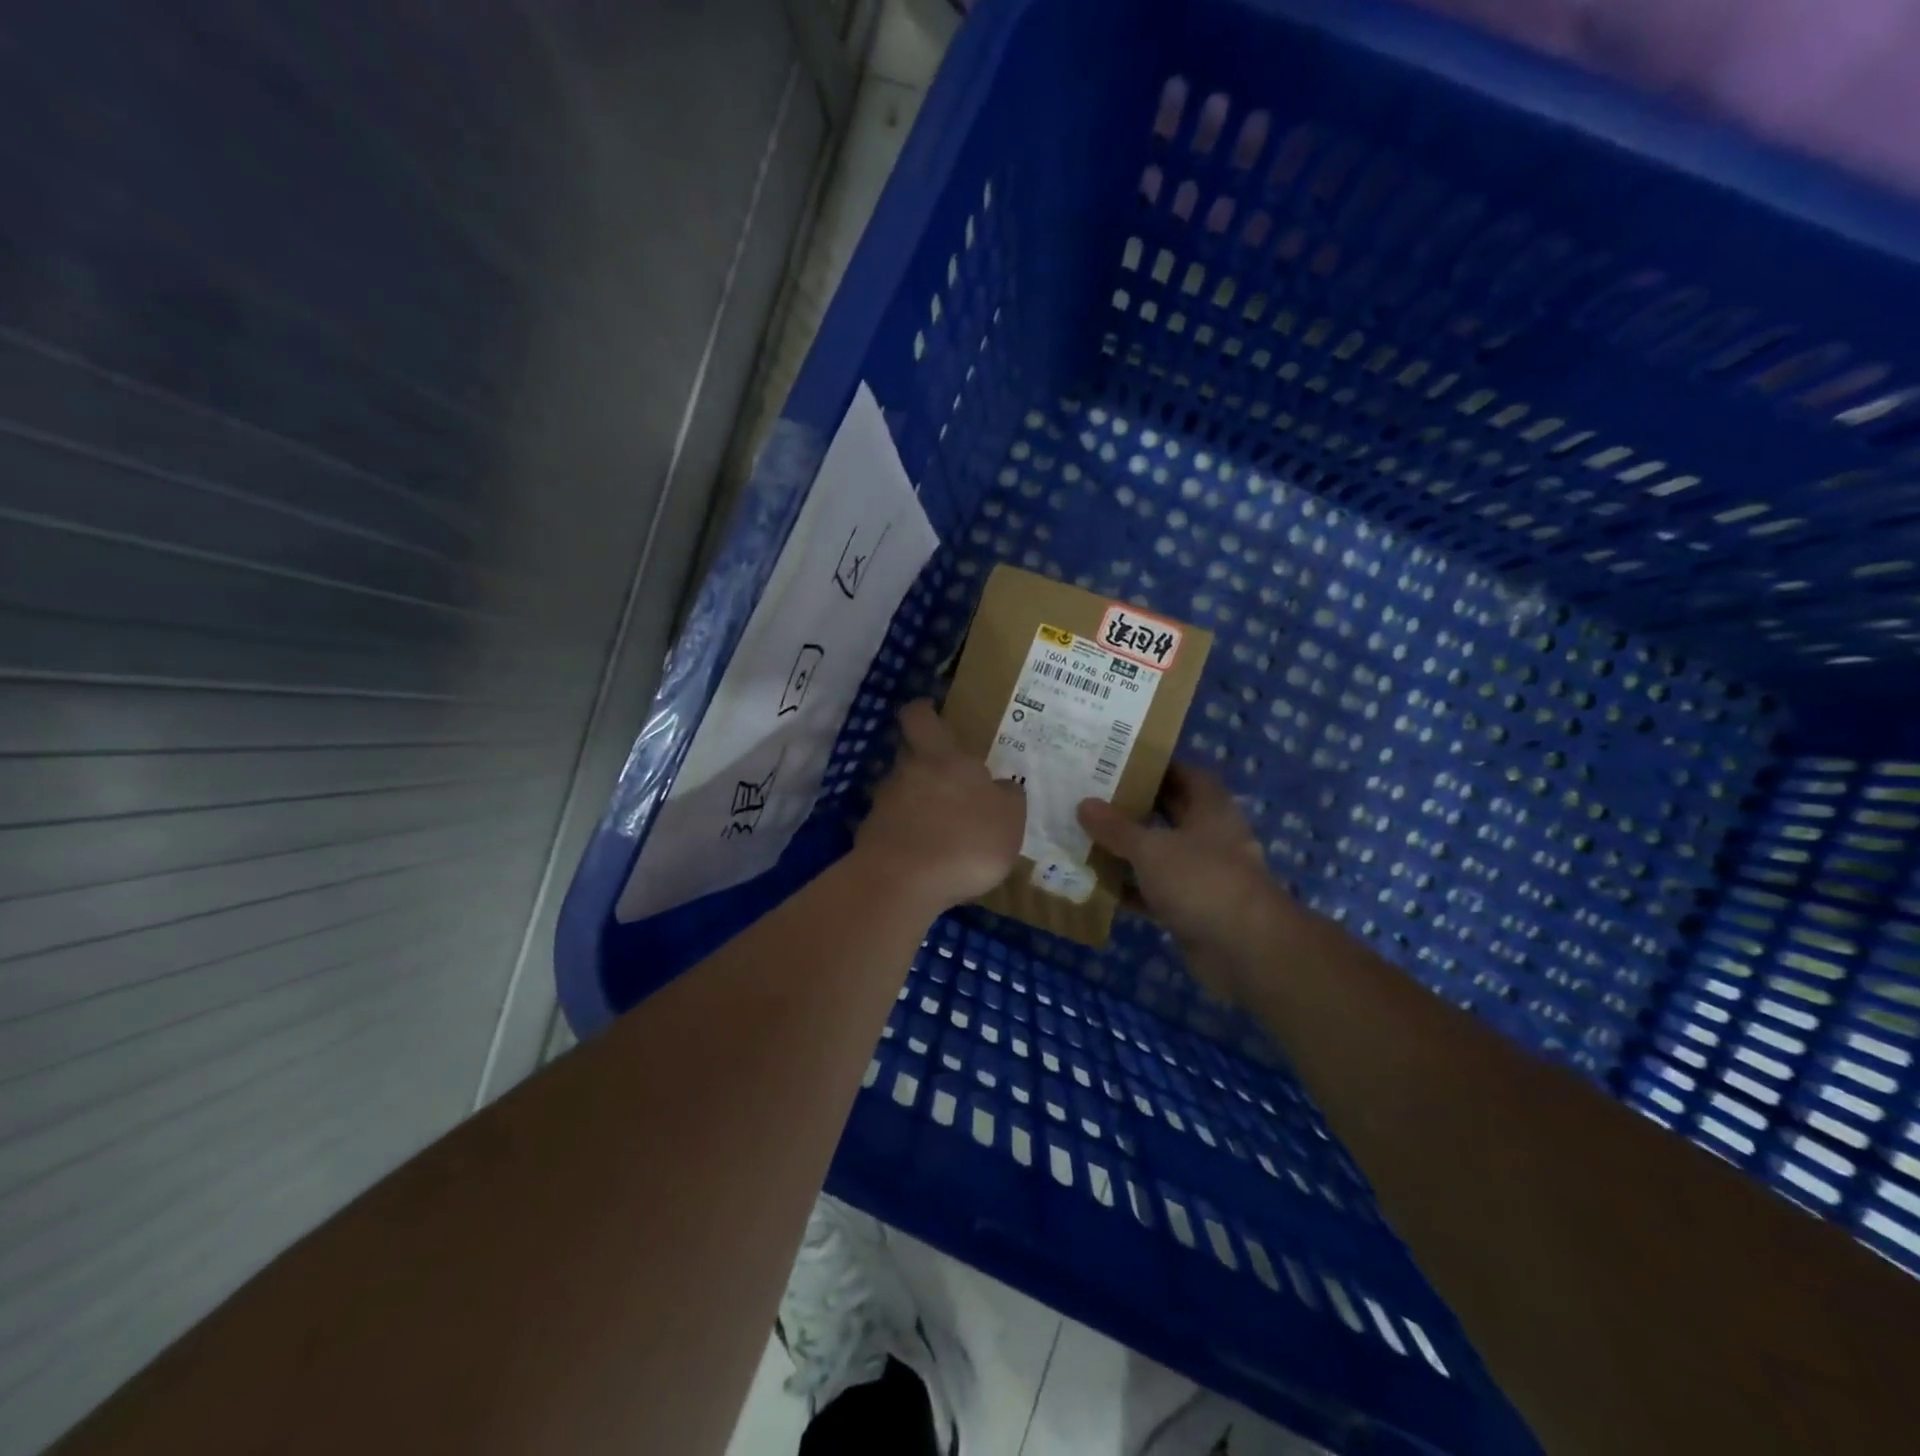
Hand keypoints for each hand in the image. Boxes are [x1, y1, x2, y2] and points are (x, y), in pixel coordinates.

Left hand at [856, 699, 1024, 911]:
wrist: (903, 882)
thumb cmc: (965, 841)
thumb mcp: (1009, 819)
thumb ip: (1007, 797)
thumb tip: (1000, 787)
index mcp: (942, 757)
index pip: (920, 717)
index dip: (922, 711)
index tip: (930, 712)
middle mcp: (907, 772)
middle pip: (907, 753)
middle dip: (922, 761)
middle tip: (944, 779)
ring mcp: (883, 804)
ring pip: (898, 791)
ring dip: (913, 803)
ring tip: (936, 828)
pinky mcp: (869, 836)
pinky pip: (890, 827)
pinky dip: (903, 835)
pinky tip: (920, 857)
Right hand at [1077, 764, 1288, 1004]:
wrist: (1245, 950)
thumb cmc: (1202, 881)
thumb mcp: (1151, 848)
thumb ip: (1116, 827)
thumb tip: (1084, 804)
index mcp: (1211, 810)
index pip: (1185, 775)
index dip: (1157, 767)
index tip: (1119, 762)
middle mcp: (1210, 837)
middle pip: (1169, 814)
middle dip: (1134, 807)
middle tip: (1092, 796)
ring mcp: (1203, 875)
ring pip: (1159, 854)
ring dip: (1128, 850)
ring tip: (1084, 836)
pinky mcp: (1192, 909)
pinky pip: (1155, 891)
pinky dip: (1131, 888)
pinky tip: (1096, 884)